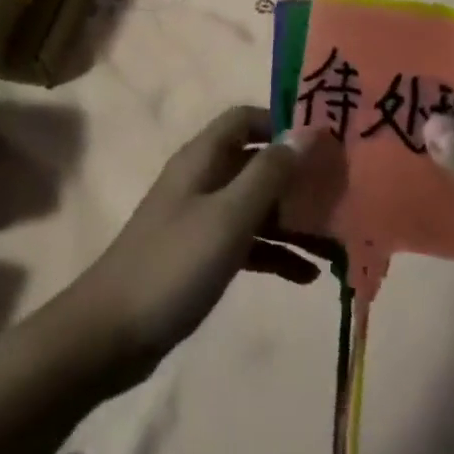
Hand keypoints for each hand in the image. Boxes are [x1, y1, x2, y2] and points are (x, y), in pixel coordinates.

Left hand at [63, 107, 327, 384]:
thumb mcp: (228, 216)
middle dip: (299, 176)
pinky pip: (248, 243)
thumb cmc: (173, 265)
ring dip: (294, 219)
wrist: (109, 335)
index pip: (246, 119)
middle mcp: (202, 181)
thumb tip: (308, 132)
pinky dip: (277, 253)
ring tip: (338, 240)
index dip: (283, 123)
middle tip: (343, 193)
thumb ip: (269, 173)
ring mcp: (201, 219)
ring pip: (257, 206)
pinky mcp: (202, 256)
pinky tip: (308, 275)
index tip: (325, 142)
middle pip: (257, 163)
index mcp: (202, 159)